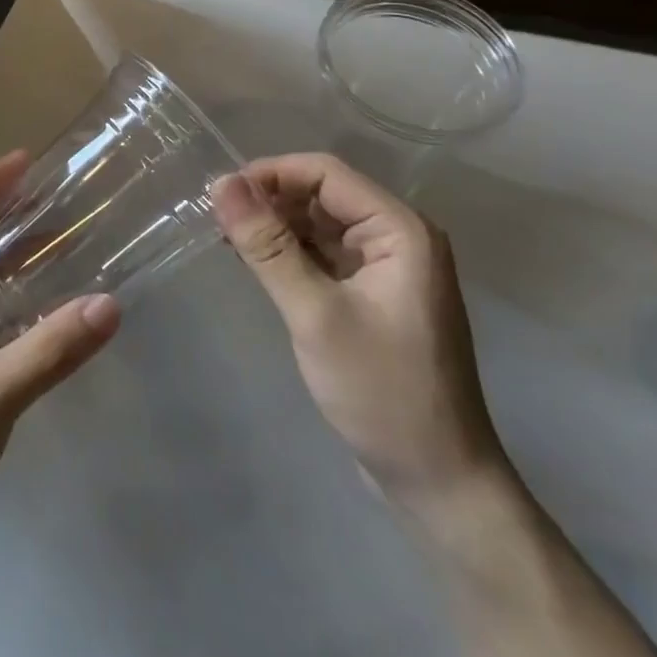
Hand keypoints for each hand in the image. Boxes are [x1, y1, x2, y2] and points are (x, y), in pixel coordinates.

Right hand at [213, 153, 506, 502]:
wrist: (438, 483)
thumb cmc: (381, 392)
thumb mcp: (315, 314)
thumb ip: (268, 245)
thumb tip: (221, 182)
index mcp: (400, 230)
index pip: (325, 173)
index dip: (270, 174)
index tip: (220, 194)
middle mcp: (398, 236)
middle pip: (322, 193)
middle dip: (269, 200)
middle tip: (217, 219)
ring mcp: (387, 266)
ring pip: (320, 222)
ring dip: (276, 226)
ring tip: (228, 239)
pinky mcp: (373, 292)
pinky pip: (325, 252)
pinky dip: (290, 252)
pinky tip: (255, 262)